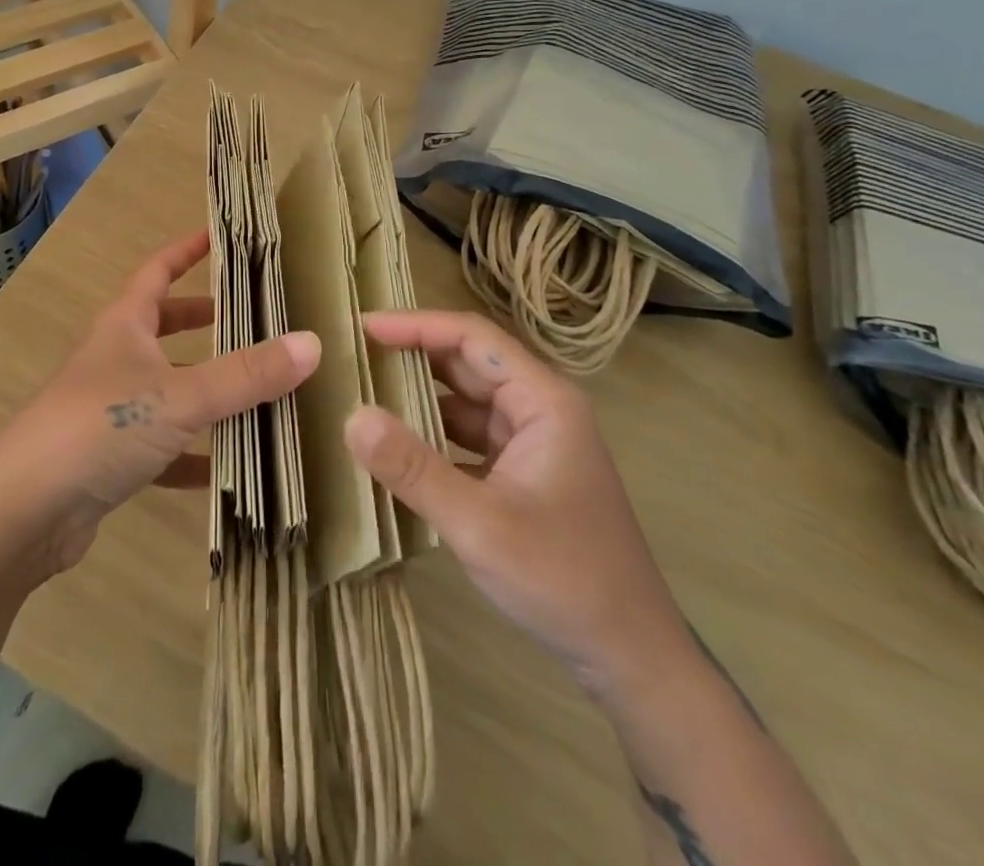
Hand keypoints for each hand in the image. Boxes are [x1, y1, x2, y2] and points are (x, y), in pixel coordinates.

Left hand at [0, 230, 320, 578]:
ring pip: (168, 388)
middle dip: (205, 321)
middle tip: (255, 319)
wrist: (24, 513)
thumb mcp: (180, 396)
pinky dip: (194, 454)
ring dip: (207, 390)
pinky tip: (230, 470)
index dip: (187, 250)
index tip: (222, 237)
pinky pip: (163, 448)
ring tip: (259, 392)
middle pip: (163, 327)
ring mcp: (109, 409)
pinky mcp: (109, 458)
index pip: (158, 270)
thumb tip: (312, 342)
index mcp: (123, 325)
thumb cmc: (99, 428)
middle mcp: (114, 359)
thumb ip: (246, 374)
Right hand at [345, 310, 693, 698]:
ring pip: (464, 402)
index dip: (416, 326)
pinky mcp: (520, 474)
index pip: (471, 337)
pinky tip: (393, 447)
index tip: (363, 327)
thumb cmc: (564, 579)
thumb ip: (414, 469)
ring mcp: (530, 443)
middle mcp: (538, 410)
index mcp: (543, 401)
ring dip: (417, 397)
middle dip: (410, 356)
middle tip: (352, 357)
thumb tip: (352, 416)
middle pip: (466, 363)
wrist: (631, 657)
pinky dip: (430, 435)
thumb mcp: (480, 524)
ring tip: (361, 393)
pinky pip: (466, 438)